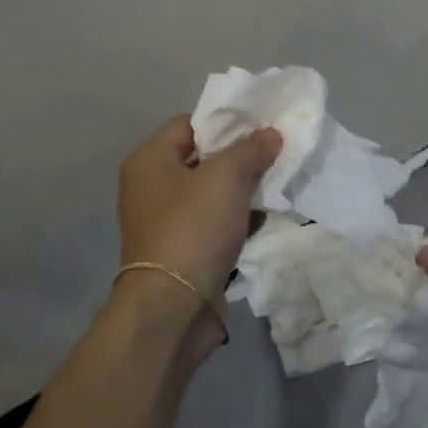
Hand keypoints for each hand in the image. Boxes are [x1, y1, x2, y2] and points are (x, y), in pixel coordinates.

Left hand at [116, 117, 280, 353]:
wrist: (174, 306)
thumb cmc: (193, 229)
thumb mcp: (226, 178)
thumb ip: (250, 150)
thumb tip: (271, 134)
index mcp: (149, 161)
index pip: (189, 124)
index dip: (226, 122)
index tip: (262, 126)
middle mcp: (151, 188)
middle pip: (202, 159)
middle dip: (240, 157)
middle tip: (276, 154)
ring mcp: (166, 222)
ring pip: (211, 194)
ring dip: (242, 190)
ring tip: (277, 184)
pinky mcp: (184, 250)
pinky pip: (215, 224)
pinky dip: (238, 220)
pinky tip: (265, 218)